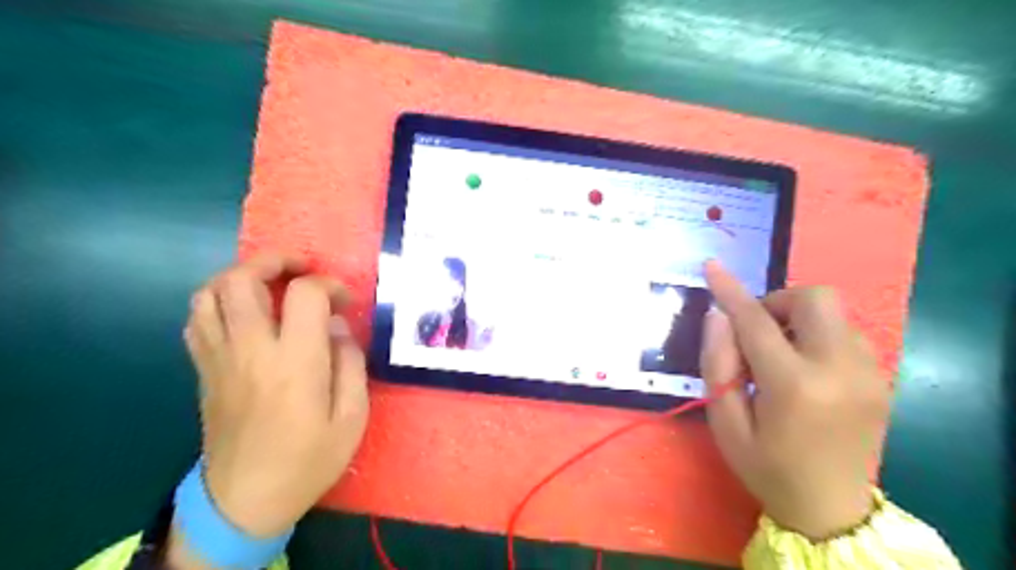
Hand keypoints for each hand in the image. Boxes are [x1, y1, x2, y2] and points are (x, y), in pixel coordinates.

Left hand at [167, 255, 371, 564]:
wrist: (245, 501)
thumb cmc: (308, 460)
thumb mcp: (352, 417)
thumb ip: (351, 363)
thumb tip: (337, 326)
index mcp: (295, 363)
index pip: (304, 295)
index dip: (328, 285)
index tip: (344, 300)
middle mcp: (250, 351)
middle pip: (241, 280)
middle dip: (272, 261)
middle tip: (300, 270)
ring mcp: (219, 359)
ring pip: (208, 294)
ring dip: (240, 276)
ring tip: (269, 284)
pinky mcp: (203, 371)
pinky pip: (197, 319)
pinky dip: (219, 302)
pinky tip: (244, 313)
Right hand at [699, 260, 890, 539]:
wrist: (831, 511)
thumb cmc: (766, 467)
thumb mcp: (725, 422)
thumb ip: (718, 364)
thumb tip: (718, 316)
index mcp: (794, 386)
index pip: (756, 321)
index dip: (730, 290)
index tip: (712, 266)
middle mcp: (839, 371)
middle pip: (816, 299)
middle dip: (779, 301)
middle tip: (757, 331)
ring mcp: (868, 374)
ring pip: (835, 313)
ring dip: (799, 318)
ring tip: (779, 353)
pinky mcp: (880, 380)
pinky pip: (846, 333)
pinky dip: (818, 335)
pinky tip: (804, 366)